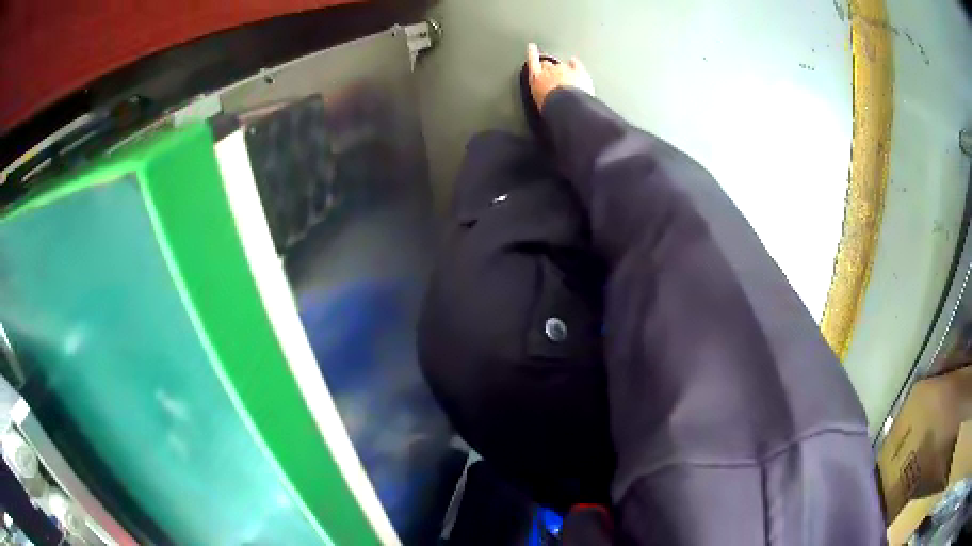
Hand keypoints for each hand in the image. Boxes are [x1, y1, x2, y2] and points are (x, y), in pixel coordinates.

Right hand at [526, 43, 594, 109]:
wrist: (568, 107)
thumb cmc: (552, 107)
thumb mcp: (540, 102)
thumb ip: (541, 93)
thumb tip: (545, 96)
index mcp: (536, 78)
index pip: (532, 62)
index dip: (532, 53)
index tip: (532, 46)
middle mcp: (549, 70)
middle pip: (547, 63)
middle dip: (548, 67)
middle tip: (550, 73)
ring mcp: (564, 69)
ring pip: (561, 65)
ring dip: (562, 69)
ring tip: (564, 77)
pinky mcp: (578, 72)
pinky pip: (576, 64)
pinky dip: (574, 63)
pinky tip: (574, 61)